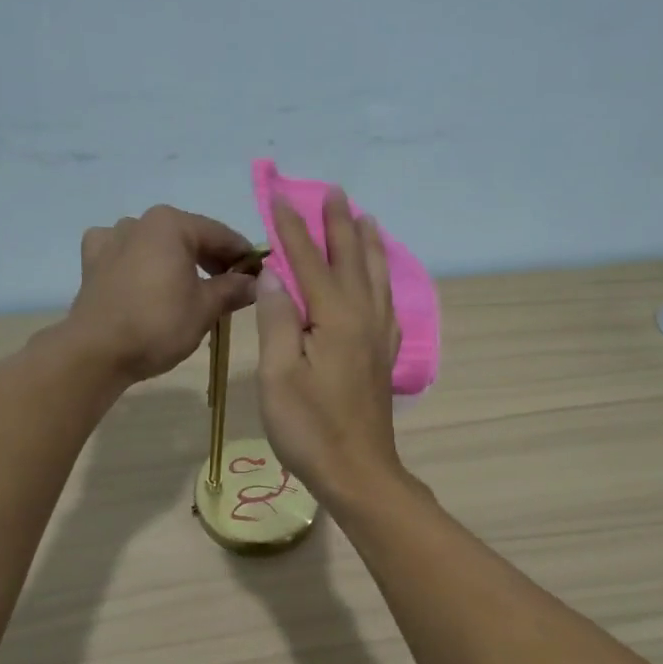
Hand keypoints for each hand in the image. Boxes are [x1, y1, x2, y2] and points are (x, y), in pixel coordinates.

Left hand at [66, 206, 259, 383]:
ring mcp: (111, 238)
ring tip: (191, 290)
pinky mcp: (92, 262)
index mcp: (172, 224)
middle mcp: (140, 221)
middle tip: (231, 289)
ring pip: (157, 245)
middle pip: (188, 237)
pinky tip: (145, 280)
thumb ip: (233, 289)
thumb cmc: (158, 325)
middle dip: (212, 260)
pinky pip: (125, 255)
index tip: (261, 276)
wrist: (97, 352)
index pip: (221, 235)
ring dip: (177, 262)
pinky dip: (141, 264)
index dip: (244, 256)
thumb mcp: (205, 308)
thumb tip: (255, 282)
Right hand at [255, 190, 404, 505]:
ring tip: (366, 220)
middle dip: (339, 225)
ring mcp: (378, 338)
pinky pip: (387, 305)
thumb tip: (275, 275)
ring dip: (368, 246)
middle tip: (334, 192)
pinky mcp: (383, 358)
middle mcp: (363, 318)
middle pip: (351, 261)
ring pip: (376, 278)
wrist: (358, 472)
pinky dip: (384, 282)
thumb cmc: (310, 428)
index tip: (279, 197)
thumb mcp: (278, 375)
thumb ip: (278, 320)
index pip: (309, 262)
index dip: (292, 229)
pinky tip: (382, 283)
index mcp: (334, 318)